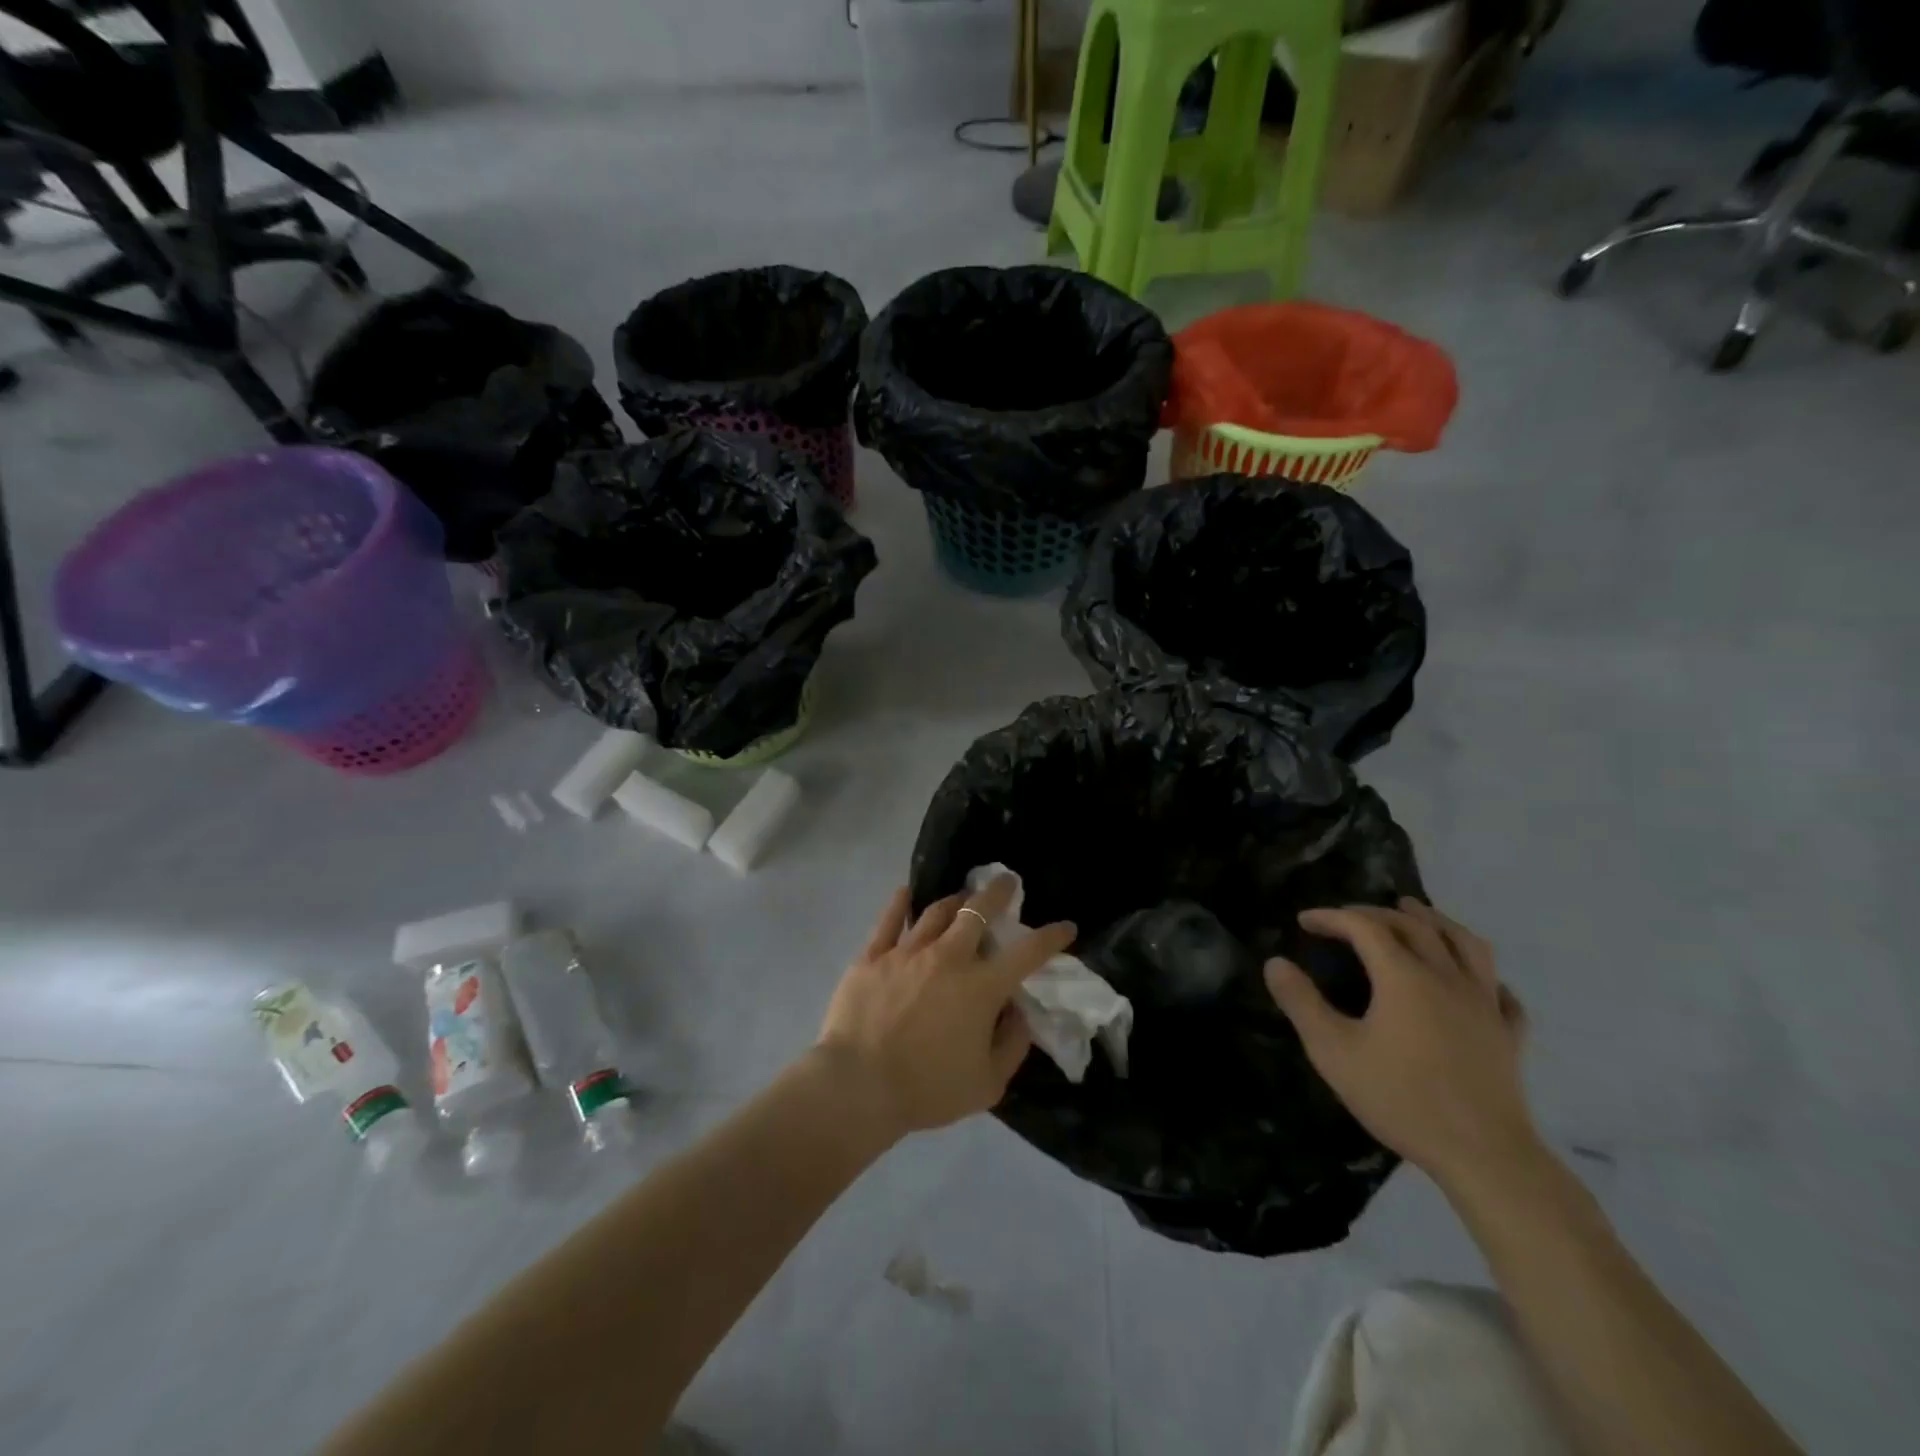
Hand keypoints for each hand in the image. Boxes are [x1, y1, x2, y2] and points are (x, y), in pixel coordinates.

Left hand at [816, 878, 1076, 1141]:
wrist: (858, 1085)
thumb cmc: (928, 1089)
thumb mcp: (987, 1083)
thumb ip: (1012, 1045)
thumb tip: (1020, 1014)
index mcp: (982, 987)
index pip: (1027, 953)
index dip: (1051, 937)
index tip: (1065, 927)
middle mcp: (948, 957)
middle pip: (978, 911)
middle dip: (998, 893)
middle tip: (1006, 883)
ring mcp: (907, 952)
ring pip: (936, 912)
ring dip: (955, 900)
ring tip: (962, 897)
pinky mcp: (873, 956)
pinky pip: (889, 921)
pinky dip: (900, 903)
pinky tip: (905, 893)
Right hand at [1265, 898, 1539, 1190]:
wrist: (1484, 1155)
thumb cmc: (1401, 1098)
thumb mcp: (1333, 1052)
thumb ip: (1301, 1003)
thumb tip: (1275, 963)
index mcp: (1404, 977)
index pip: (1365, 928)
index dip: (1332, 917)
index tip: (1305, 921)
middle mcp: (1447, 978)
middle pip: (1415, 926)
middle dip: (1377, 914)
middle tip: (1349, 918)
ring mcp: (1485, 1005)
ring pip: (1466, 945)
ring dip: (1437, 922)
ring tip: (1418, 913)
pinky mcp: (1508, 1035)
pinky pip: (1501, 992)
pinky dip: (1484, 975)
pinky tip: (1477, 981)